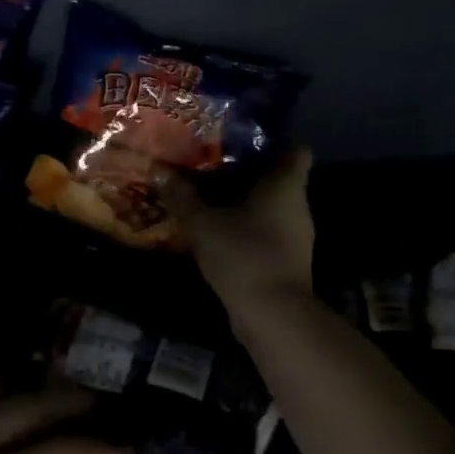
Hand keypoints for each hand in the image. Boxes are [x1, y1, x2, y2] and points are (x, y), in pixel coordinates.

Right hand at [190, 146, 314, 315]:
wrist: (271, 312)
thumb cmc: (242, 253)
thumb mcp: (202, 221)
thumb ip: (181, 194)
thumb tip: (158, 168)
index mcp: (285, 185)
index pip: (295, 149)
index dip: (271, 141)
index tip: (240, 141)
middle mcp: (296, 205)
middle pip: (276, 178)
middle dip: (245, 172)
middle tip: (209, 167)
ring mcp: (294, 235)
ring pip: (268, 207)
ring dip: (241, 202)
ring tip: (206, 198)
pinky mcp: (285, 259)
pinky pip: (263, 231)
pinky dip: (243, 228)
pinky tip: (215, 231)